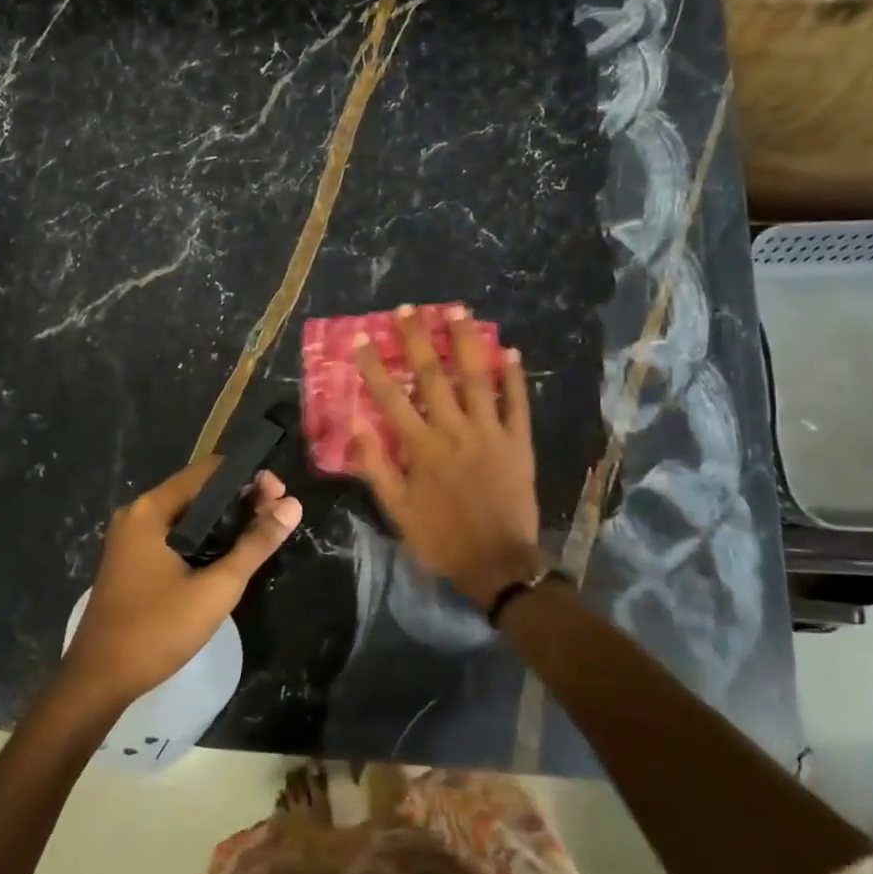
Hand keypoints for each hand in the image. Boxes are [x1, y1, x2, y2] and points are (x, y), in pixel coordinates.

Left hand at [59, 460, 301, 711]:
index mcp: (151, 509)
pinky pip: (173, 533)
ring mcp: (130, 537)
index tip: (280, 497)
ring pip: (187, 514)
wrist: (100, 679)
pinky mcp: (131, 559)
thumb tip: (293, 505)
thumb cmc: (158, 630)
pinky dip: (202, 537)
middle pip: (197, 490)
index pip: (208, 471)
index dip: (249, 478)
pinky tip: (227, 554)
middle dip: (239, 499)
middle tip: (277, 517)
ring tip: (260, 534)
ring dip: (223, 520)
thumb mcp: (217, 588)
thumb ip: (255, 544)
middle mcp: (137, 513)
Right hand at [351, 305, 543, 608]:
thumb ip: (375, 466)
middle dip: (418, 339)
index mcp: (421, 448)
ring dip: (466, 342)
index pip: (390, 397)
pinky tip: (509, 350)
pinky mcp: (518, 442)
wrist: (498, 564)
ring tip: (458, 310)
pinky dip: (514, 377)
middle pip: (432, 376)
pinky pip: (517, 403)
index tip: (361, 337)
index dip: (374, 365)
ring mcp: (490, 433)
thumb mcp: (396, 511)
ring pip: (476, 378)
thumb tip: (354, 424)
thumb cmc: (441, 539)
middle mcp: (454, 431)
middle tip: (408, 309)